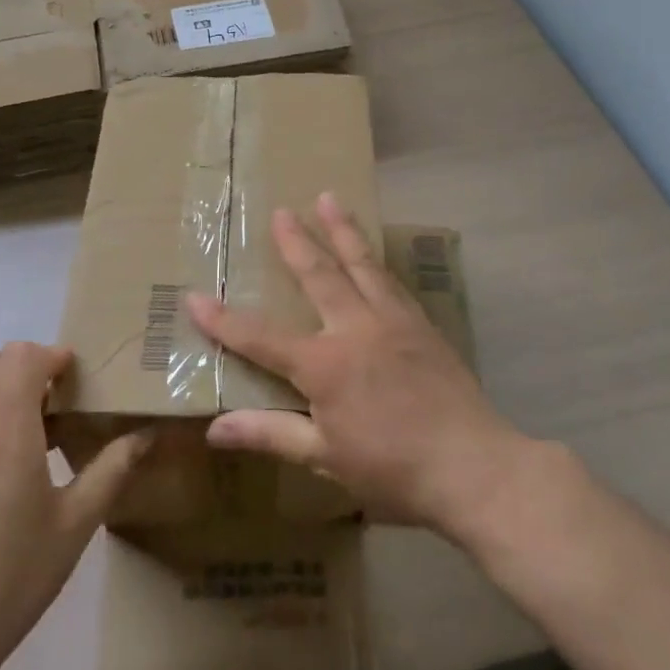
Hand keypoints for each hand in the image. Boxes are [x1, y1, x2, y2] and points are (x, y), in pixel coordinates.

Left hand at [0, 341, 148, 669]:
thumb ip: (112, 470)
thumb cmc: (11, 581)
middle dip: (20, 369)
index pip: (20, 357)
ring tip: (16, 449)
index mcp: (5, 435)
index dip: (49, 356)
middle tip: (48, 407)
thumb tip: (145, 435)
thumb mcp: (74, 526)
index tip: (69, 377)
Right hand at [187, 193, 531, 538]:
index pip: (260, 337)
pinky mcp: (422, 326)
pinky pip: (393, 282)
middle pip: (318, 276)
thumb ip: (271, 434)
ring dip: (343, 230)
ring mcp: (393, 322)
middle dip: (296, 242)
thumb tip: (215, 429)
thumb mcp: (326, 459)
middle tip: (280, 211)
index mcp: (324, 365)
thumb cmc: (393, 470)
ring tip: (330, 198)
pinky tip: (374, 253)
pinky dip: (377, 260)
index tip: (194, 296)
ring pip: (362, 265)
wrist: (476, 468)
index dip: (223, 320)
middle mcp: (355, 329)